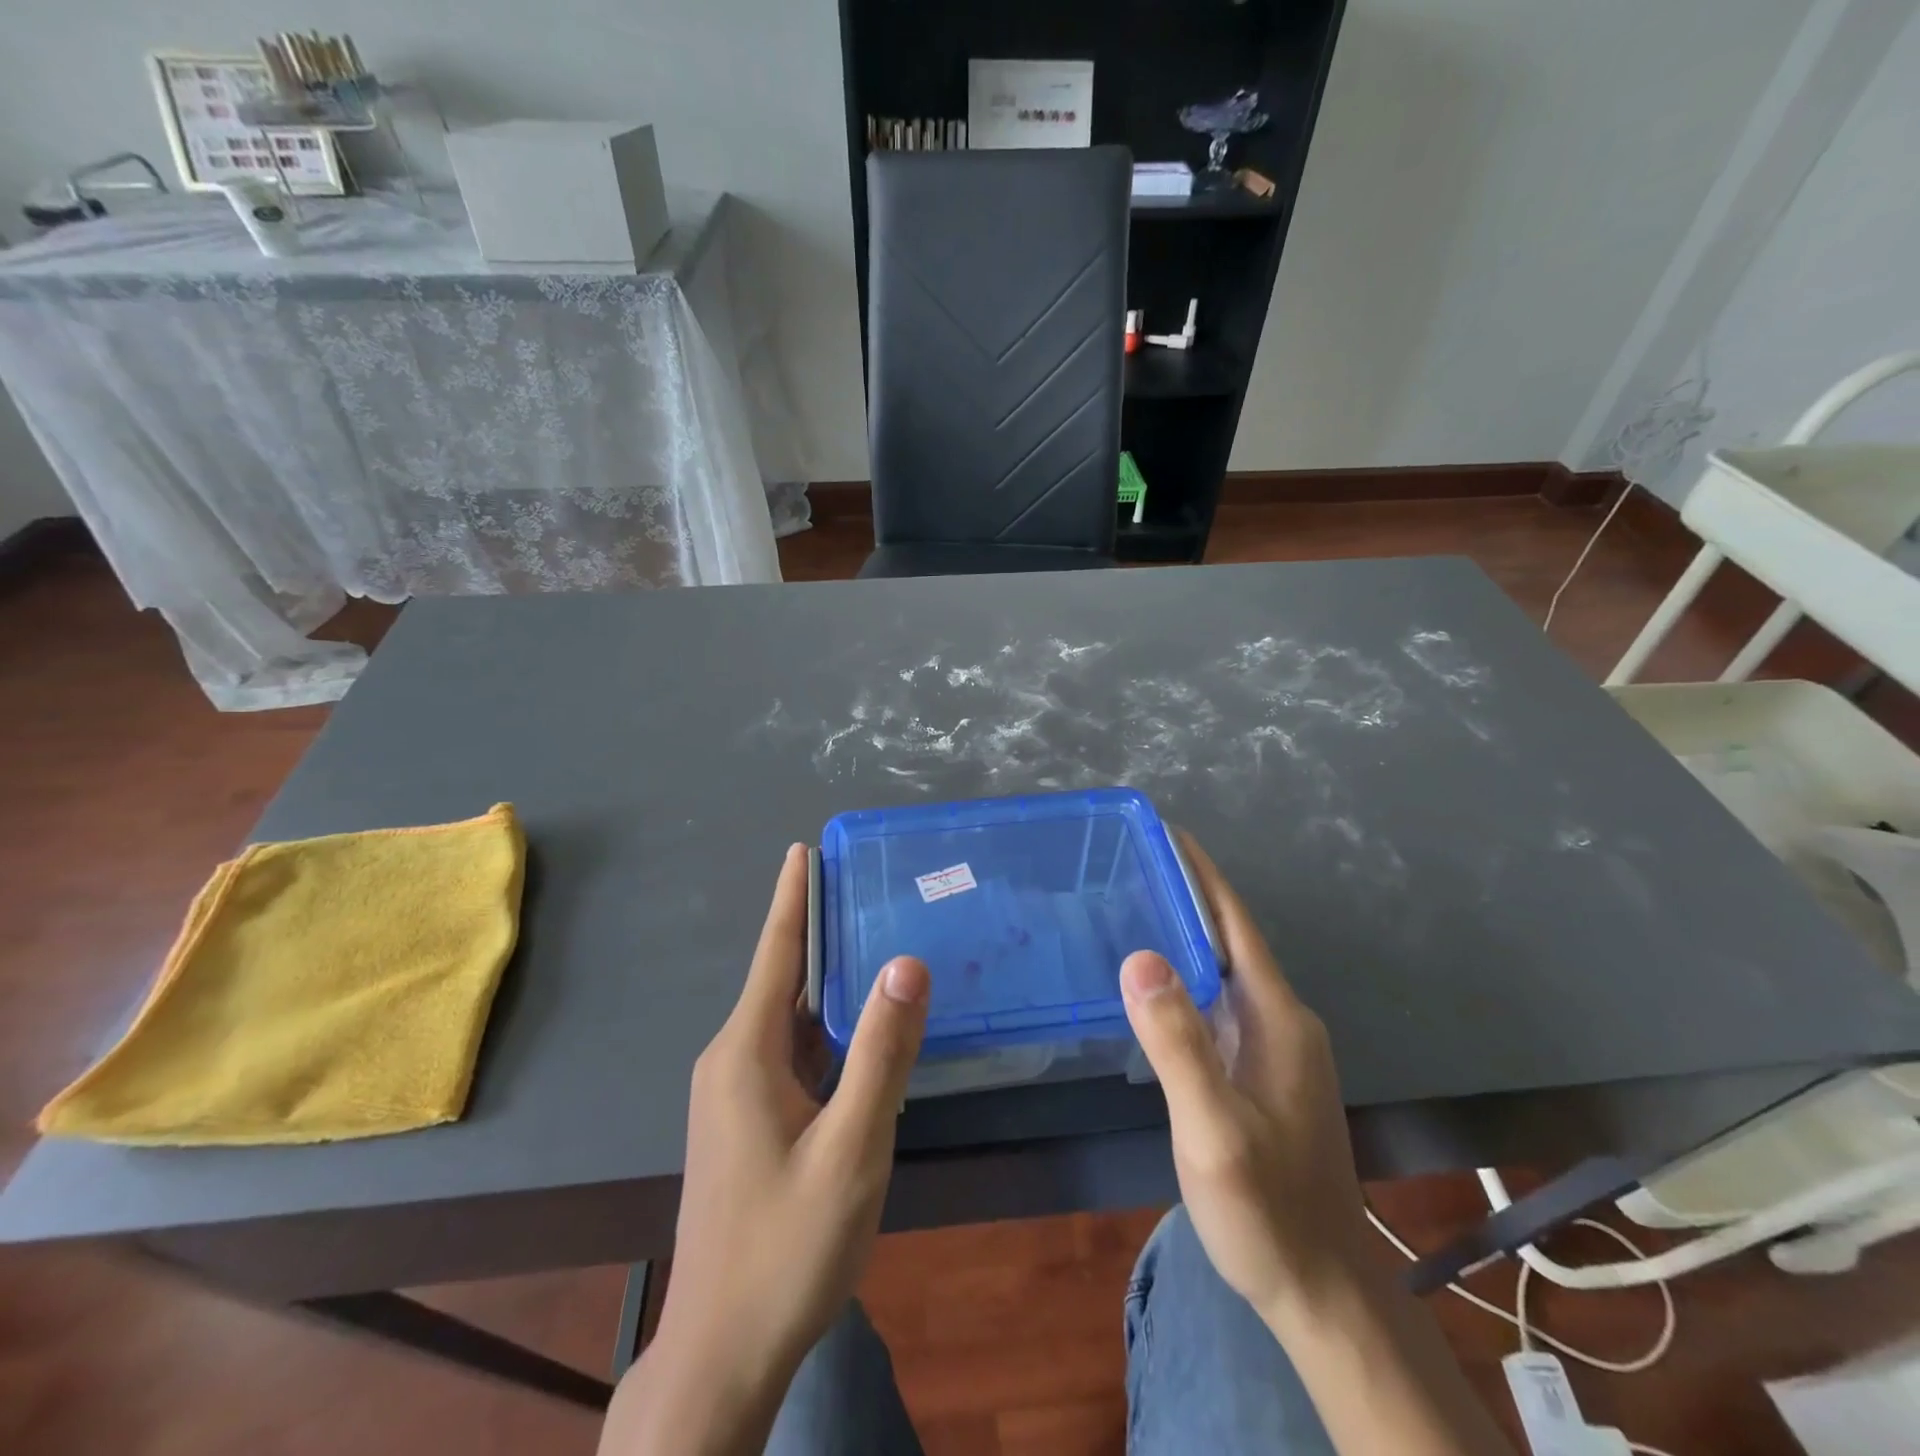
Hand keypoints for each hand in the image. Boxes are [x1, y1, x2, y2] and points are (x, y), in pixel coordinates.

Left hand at [621, 844, 928, 1446]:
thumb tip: (905, 963)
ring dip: (829, 983)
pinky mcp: (748, 1122)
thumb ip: (881, 1053)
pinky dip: (826, 1029)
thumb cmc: (787, 1247)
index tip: (803, 848)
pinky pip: (792, 1054)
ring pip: (791, 1020)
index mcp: (745, 1051)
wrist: (721, 1354)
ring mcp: (736, 1094)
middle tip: (870, 888)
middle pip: (785, 979)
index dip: (792, 897)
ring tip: (877, 944)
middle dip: (822, 931)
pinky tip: (862, 1031)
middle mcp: (733, 1060)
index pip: (776, 952)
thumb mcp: (851, 1147)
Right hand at [1121, 832, 1369, 1334]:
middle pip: (1228, 938)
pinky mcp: (1262, 1071)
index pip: (1234, 922)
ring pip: (1222, 970)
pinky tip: (1152, 983)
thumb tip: (1139, 957)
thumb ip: (1179, 1044)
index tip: (1162, 832)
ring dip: (1183, 933)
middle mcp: (1282, 1019)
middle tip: (1124, 865)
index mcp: (1276, 1016)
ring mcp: (1276, 1047)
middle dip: (1183, 894)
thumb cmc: (1266, 1208)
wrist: (1320, 1287)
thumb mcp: (1214, 1130)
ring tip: (1127, 908)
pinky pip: (1218, 1002)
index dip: (1200, 874)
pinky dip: (1185, 976)